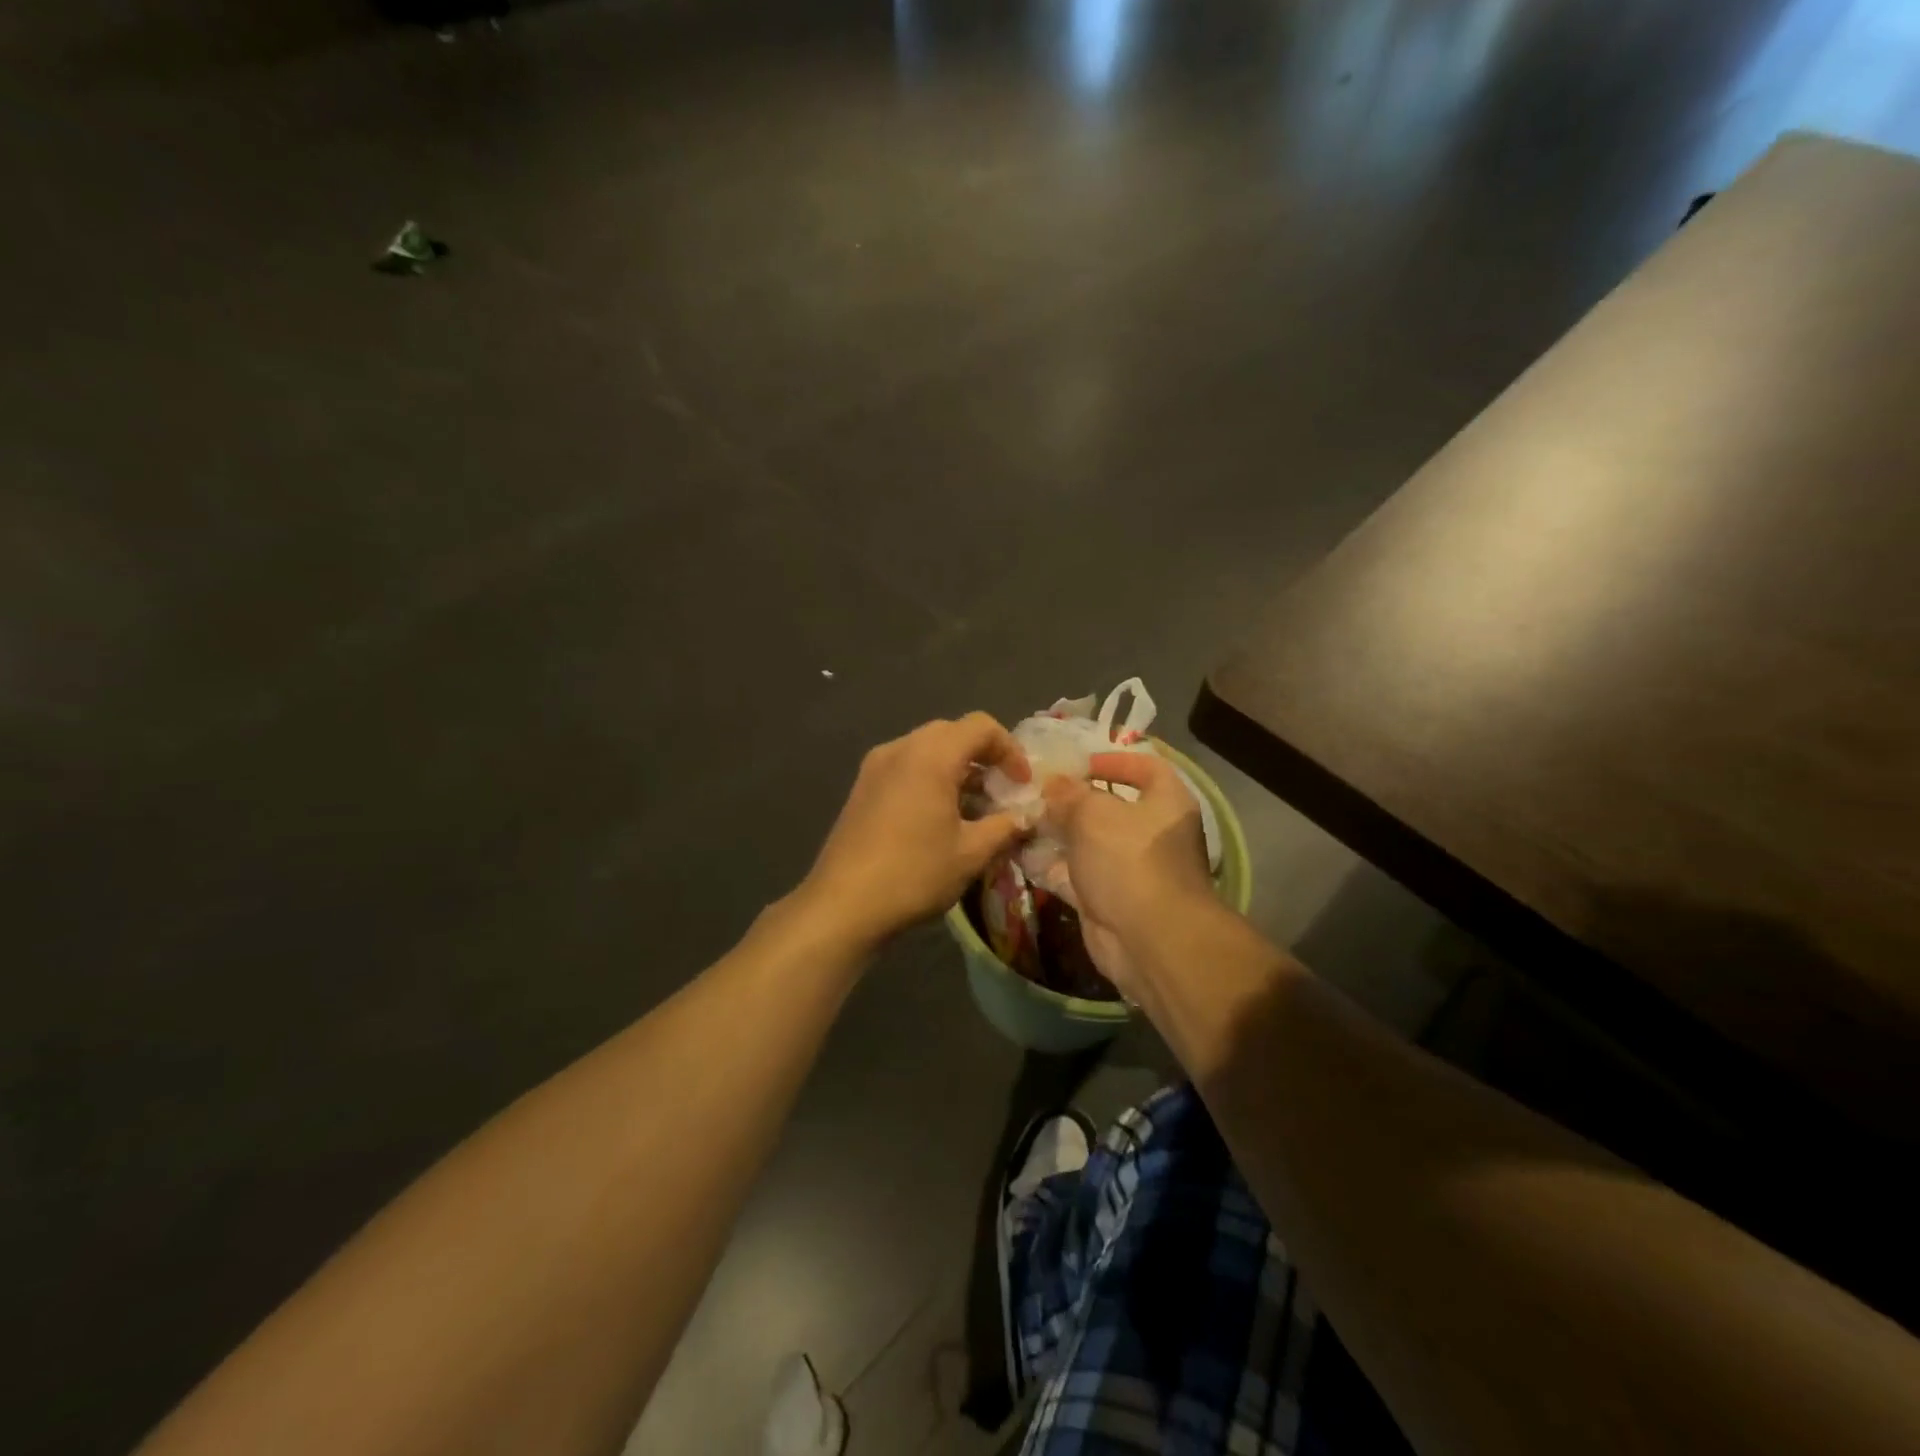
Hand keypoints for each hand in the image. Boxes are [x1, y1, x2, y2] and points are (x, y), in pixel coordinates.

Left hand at [797, 714, 1030, 951]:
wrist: (843, 903)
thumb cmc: (914, 873)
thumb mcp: (971, 853)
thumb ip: (1005, 827)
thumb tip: (1025, 817)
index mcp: (931, 755)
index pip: (981, 726)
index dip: (1010, 750)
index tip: (1021, 784)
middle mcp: (901, 748)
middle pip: (952, 732)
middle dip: (983, 756)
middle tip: (1001, 791)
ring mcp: (876, 766)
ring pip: (926, 749)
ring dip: (956, 768)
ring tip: (974, 808)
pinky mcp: (862, 787)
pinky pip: (905, 766)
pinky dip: (930, 778)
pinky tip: (939, 817)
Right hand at [1042, 751, 1213, 996]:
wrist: (1149, 940)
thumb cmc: (1130, 860)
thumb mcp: (1094, 814)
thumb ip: (1069, 795)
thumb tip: (1052, 785)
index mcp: (1166, 803)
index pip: (1145, 768)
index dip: (1113, 761)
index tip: (1078, 764)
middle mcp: (1151, 833)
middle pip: (1109, 808)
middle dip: (1071, 801)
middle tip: (1034, 791)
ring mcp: (1128, 869)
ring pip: (1087, 843)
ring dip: (1056, 833)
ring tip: (1020, 818)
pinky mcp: (1107, 899)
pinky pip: (1074, 875)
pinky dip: (1050, 866)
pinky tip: (1020, 852)